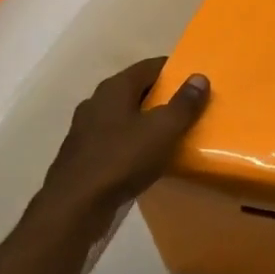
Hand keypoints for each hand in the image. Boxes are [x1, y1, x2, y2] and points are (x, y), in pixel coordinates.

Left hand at [24, 58, 209, 245]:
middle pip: (136, 89)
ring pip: (124, 115)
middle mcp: (96, 102)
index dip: (174, 69)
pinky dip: (133, 140)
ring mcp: (85, 129)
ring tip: (171, 131)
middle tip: (189, 105)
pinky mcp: (82, 154)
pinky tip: (146, 156)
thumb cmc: (122, 160)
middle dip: (162, 95)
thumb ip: (183, 103)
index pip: (150, 66)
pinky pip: (115, 138)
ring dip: (146, 120)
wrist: (74, 207)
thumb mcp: (163, 130)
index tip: (196, 79)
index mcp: (114, 88)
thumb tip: (199, 77)